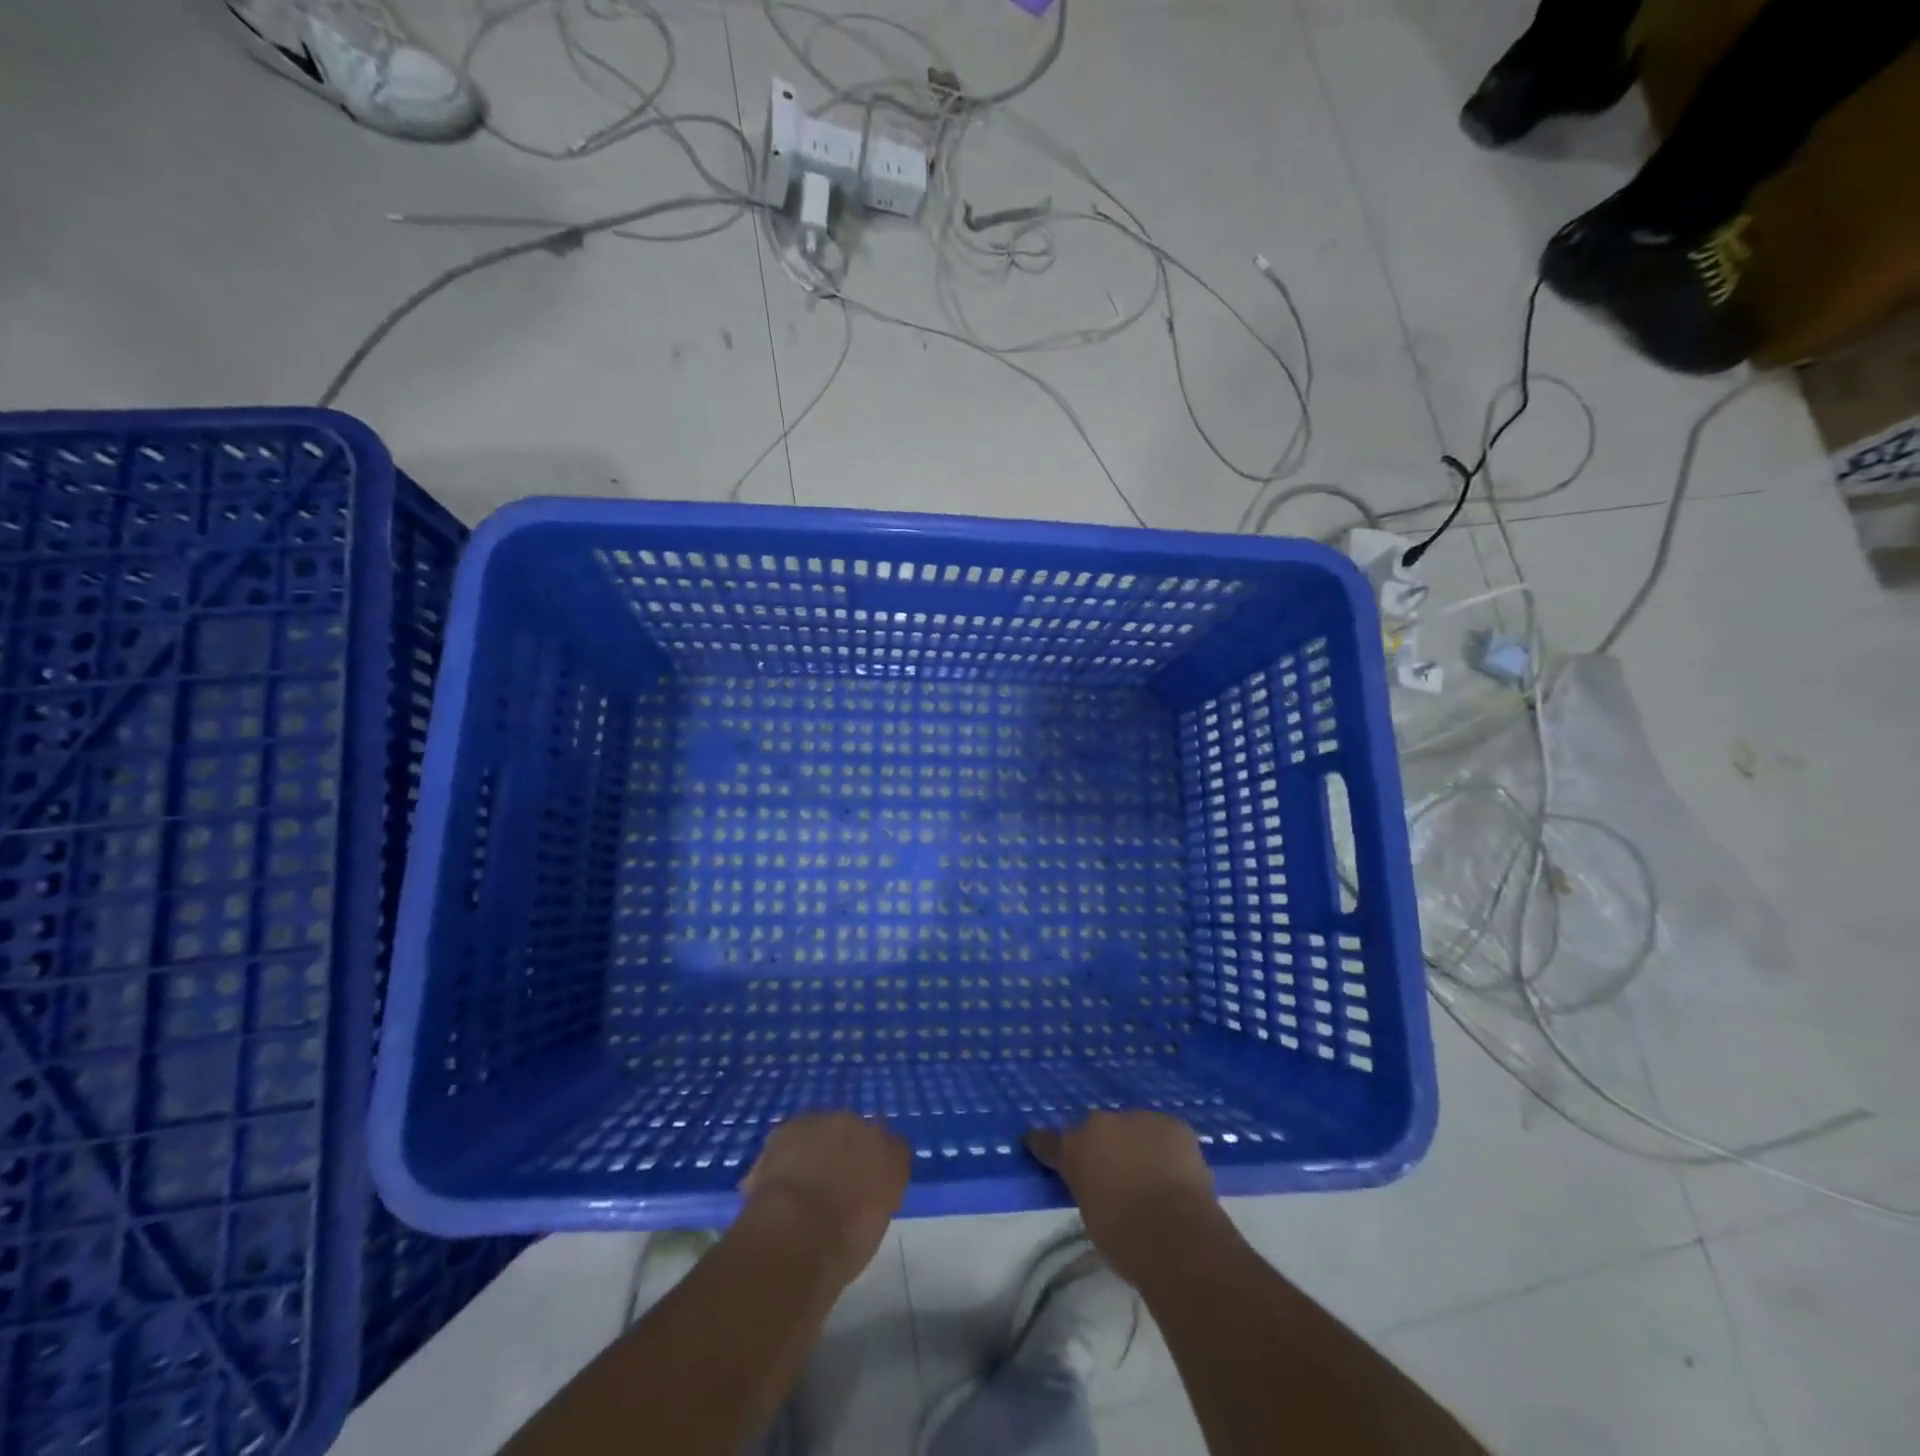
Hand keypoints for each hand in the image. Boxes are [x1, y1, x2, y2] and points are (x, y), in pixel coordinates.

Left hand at [740, 1112, 910, 1286]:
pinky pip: (792, 1138)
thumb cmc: (842, 1248)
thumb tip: (863, 1196)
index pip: (894, 1150)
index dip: (876, 1169)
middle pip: (857, 1133)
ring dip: (816, 1150)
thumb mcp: (872, 1229)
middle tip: (831, 1187)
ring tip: (801, 1186)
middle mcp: (864, 1129)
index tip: (865, 1190)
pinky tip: (779, 1183)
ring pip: (824, 1132)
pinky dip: (787, 1155)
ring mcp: (827, 1122)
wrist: (794, 1235)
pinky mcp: (791, 1126)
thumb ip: (875, 1199)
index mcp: (893, 1157)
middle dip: (846, 1154)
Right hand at [1027, 1111, 1223, 1281]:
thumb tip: (1098, 1183)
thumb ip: (1088, 1187)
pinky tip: (1175, 1172)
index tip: (1036, 1144)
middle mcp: (1100, 1124)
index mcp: (1073, 1149)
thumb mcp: (1091, 1215)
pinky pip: (1164, 1132)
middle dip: (1103, 1146)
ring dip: (1136, 1144)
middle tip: (1115, 1173)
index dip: (1044, 1145)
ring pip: (1133, 1127)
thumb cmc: (1125, 1240)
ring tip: (1151, 1174)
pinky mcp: (1172, 1123)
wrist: (1177, 1236)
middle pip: (1097, 1130)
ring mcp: (1138, 1118)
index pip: (1047, 1141)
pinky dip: (1166, 1148)